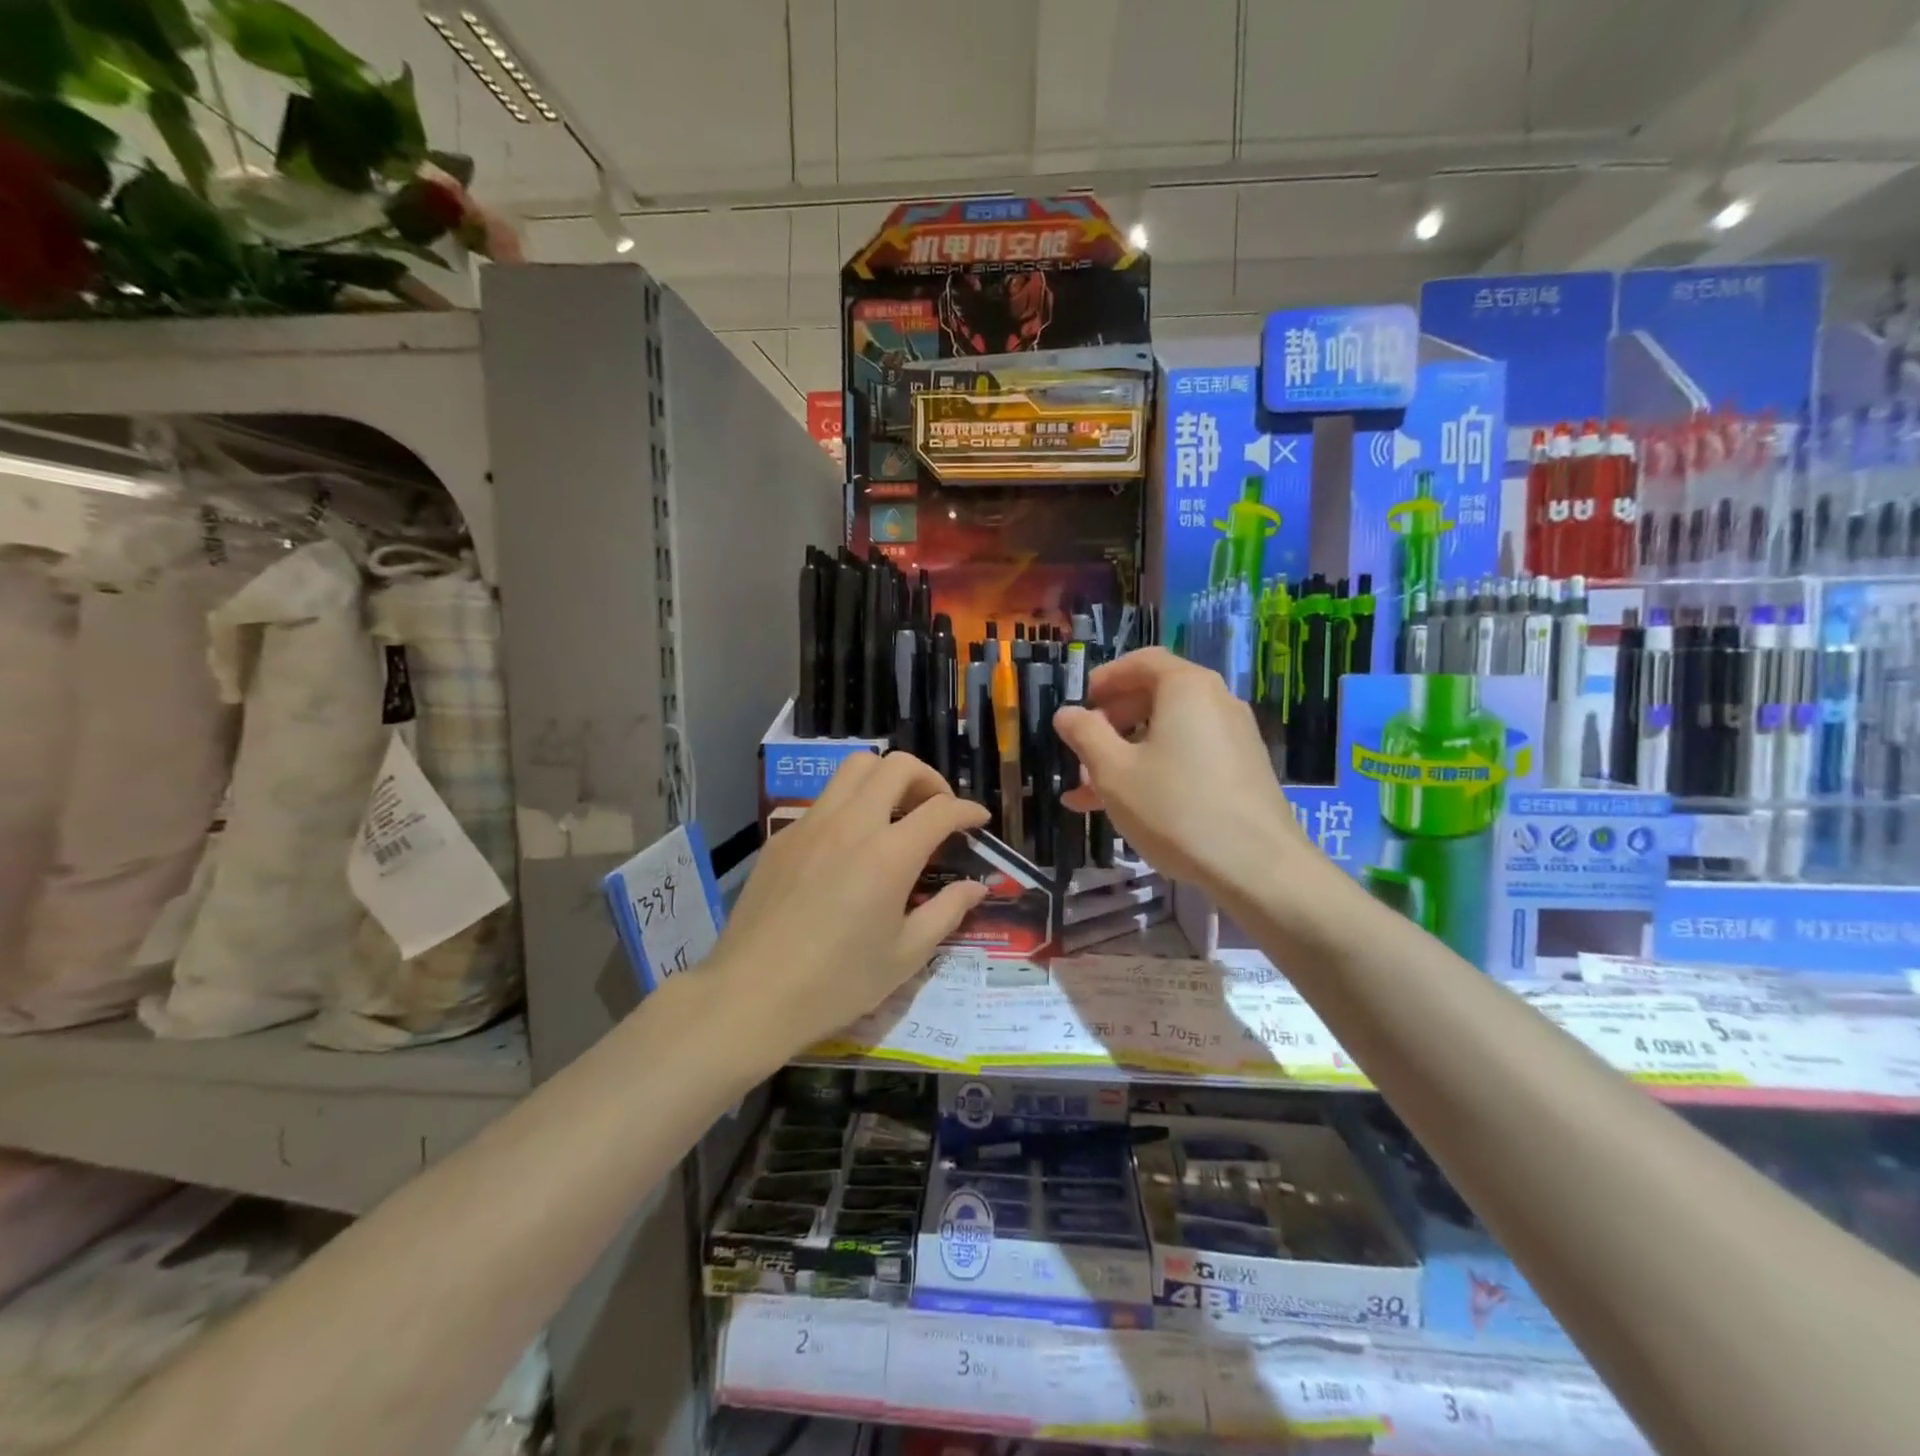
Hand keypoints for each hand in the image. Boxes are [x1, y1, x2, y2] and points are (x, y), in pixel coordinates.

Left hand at [712, 752, 988, 1059]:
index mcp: (889, 854)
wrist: (752, 994)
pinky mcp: (782, 836)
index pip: (940, 809)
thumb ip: (947, 912)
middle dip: (928, 778)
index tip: (978, 820)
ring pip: (854, 768)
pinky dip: (850, 804)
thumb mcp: (905, 956)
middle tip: (936, 809)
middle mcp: (851, 824)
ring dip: (885, 779)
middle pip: (896, 766)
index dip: (967, 809)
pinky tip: (850, 845)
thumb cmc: (837, 982)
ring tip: (895, 813)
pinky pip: (825, 799)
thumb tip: (975, 887)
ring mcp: (811, 824)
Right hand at [1053, 649, 1315, 902]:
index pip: (1142, 661)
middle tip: (1082, 749)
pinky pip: (1189, 755)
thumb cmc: (1175, 808)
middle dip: (1111, 722)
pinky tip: (1128, 807)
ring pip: (1169, 733)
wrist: (1257, 867)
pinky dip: (1156, 769)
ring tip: (1089, 790)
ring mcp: (1234, 737)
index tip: (1080, 703)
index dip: (1106, 678)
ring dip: (1127, 754)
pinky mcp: (1243, 771)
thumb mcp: (1114, 772)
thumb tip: (1066, 713)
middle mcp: (1216, 701)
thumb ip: (1085, 735)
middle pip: (1156, 696)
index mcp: (1186, 688)